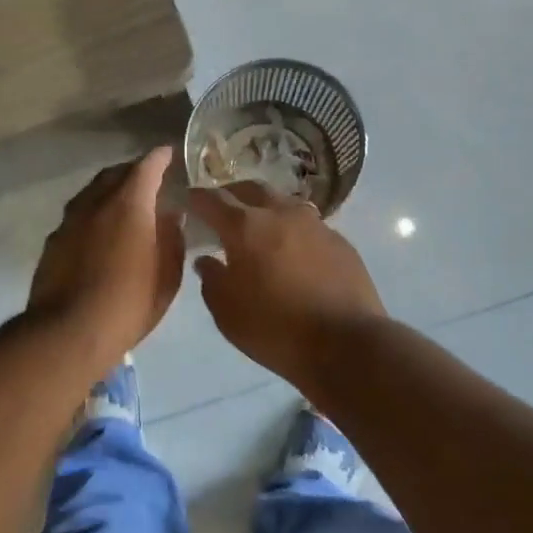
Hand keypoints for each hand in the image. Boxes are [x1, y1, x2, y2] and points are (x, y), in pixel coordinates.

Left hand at [28, 148, 184, 375]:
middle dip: (133, 171)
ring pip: (92, 192)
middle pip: (114, 174)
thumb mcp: (167, 277)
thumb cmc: (128, 304)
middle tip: (150, 179)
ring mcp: (69, 221)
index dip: (160, 157)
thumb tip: (171, 216)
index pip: (146, 167)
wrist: (67, 333)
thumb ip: (172, 239)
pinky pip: (77, 214)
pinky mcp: (53, 242)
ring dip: (110, 190)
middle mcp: (95, 203)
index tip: (169, 152)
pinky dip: (93, 212)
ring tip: (124, 202)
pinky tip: (99, 231)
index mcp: (129, 205)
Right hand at [187, 182, 385, 383]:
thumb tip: (207, 260)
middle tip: (221, 209)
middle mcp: (280, 213)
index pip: (212, 199)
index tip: (186, 201)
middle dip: (231, 194)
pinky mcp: (340, 240)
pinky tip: (292, 250)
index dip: (195, 198)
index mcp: (246, 227)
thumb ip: (212, 280)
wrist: (346, 344)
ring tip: (258, 227)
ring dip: (265, 208)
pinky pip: (308, 224)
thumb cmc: (275, 329)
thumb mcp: (227, 313)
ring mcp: (315, 224)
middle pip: (251, 189)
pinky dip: (291, 229)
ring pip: (283, 202)